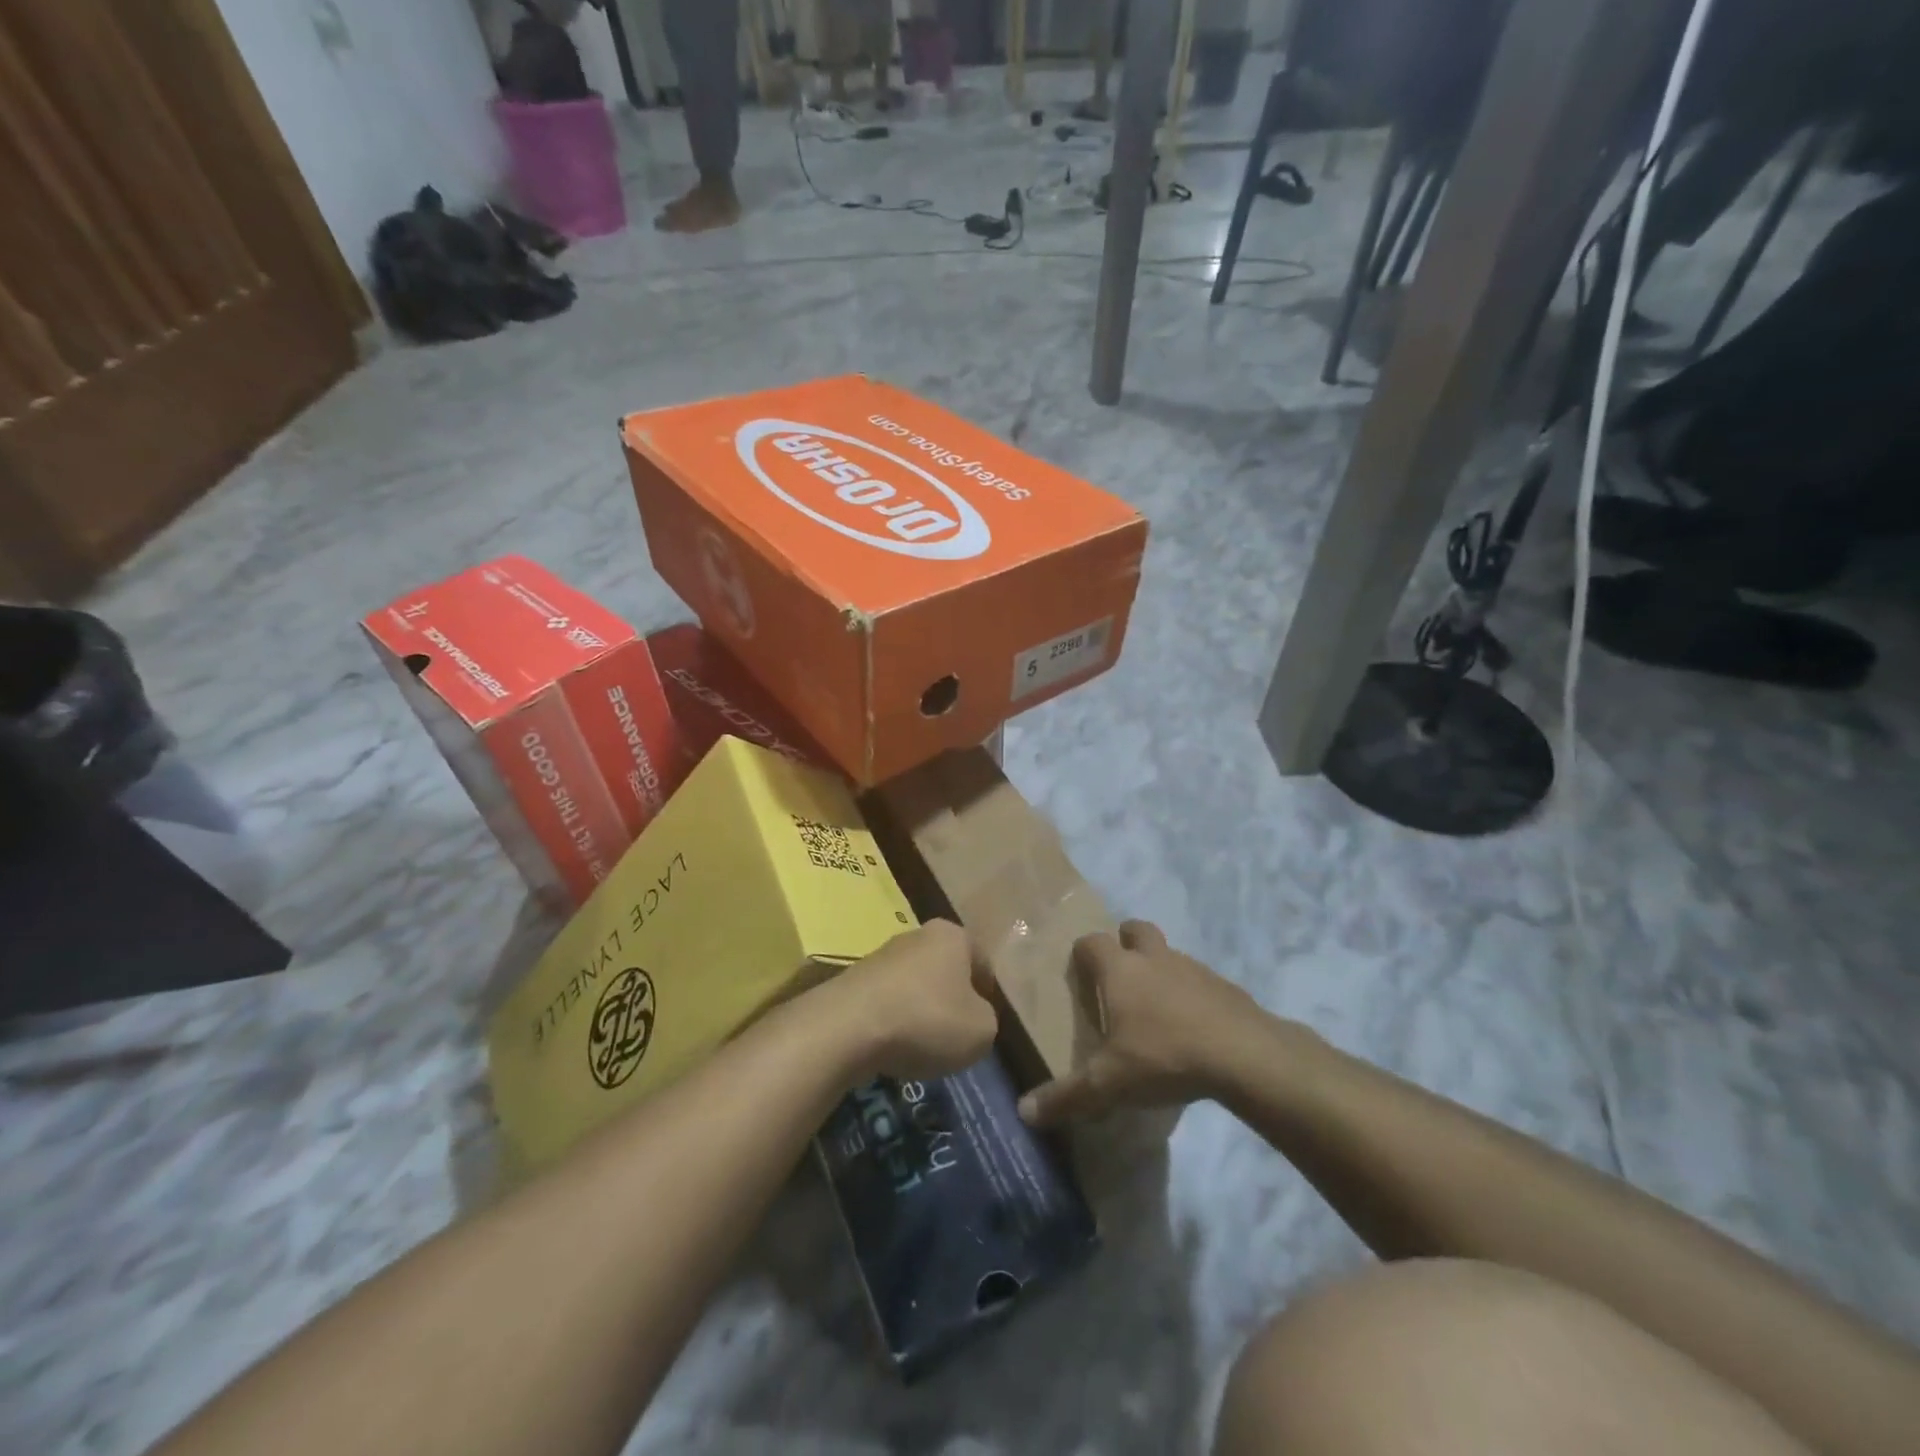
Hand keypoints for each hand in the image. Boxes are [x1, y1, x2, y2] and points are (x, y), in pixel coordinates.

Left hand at [831, 919, 998, 1082]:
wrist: (848, 1027)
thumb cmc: (927, 1020)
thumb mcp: (981, 1030)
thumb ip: (987, 1019)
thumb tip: (973, 1017)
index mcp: (953, 936)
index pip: (981, 961)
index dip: (987, 992)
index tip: (984, 1020)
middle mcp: (918, 935)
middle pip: (945, 969)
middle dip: (951, 998)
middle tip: (956, 1033)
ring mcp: (882, 955)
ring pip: (914, 985)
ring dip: (921, 1010)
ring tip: (922, 1046)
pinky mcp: (854, 979)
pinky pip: (887, 1001)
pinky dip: (893, 1021)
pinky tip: (892, 1047)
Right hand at [1017, 921, 1262, 1126]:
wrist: (1243, 1054)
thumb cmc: (1164, 1056)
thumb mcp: (1109, 1084)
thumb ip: (1066, 1096)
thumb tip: (1023, 1112)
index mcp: (1120, 970)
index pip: (1092, 942)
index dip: (1083, 954)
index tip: (1080, 976)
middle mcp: (1154, 958)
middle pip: (1135, 929)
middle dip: (1126, 942)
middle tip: (1120, 977)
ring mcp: (1193, 968)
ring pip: (1169, 954)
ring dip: (1160, 970)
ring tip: (1157, 1011)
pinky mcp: (1225, 986)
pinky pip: (1200, 981)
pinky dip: (1192, 995)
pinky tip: (1194, 1029)